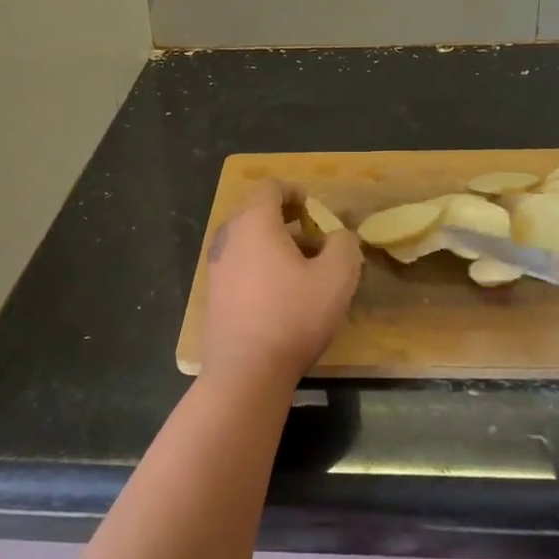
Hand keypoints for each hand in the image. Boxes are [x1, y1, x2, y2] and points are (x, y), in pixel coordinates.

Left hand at [199, 181, 362, 395]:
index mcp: (254, 221)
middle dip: (286, 217)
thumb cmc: (292, 316)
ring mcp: (216, 265)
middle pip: (255, 211)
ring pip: (247, 239)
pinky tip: (281, 291)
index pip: (270, 187)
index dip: (295, 192)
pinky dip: (260, 263)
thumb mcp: (337, 277)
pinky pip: (239, 262)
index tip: (315, 209)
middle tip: (313, 236)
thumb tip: (338, 236)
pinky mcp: (214, 292)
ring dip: (274, 242)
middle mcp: (229, 236)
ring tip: (302, 266)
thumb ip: (344, 245)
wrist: (245, 371)